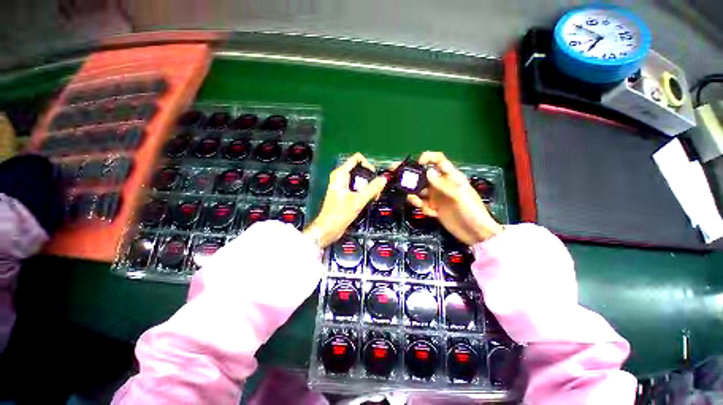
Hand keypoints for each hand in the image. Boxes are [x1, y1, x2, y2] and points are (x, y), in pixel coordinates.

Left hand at [304, 153, 386, 247]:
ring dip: (369, 186)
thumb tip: (384, 179)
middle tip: (377, 189)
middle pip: (360, 169)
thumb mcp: (358, 200)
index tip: (375, 177)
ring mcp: (343, 185)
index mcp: (341, 173)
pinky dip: (365, 191)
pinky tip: (370, 200)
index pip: (357, 158)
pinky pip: (358, 187)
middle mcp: (341, 176)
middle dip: (370, 177)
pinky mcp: (345, 193)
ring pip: (360, 179)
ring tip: (374, 196)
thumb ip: (372, 189)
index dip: (368, 164)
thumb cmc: (340, 213)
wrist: (329, 228)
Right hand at [407, 152, 503, 244]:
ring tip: (411, 198)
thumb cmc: (472, 211)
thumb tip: (427, 172)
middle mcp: (441, 185)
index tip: (417, 163)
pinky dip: (421, 206)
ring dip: (413, 193)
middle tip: (394, 172)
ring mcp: (437, 197)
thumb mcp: (459, 196)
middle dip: (410, 174)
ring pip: (419, 191)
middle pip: (423, 175)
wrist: (475, 234)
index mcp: (451, 177)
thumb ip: (443, 185)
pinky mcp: (434, 208)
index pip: (439, 161)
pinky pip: (422, 204)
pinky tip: (428, 211)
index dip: (428, 158)